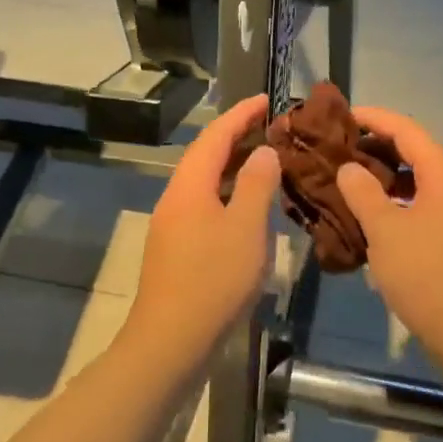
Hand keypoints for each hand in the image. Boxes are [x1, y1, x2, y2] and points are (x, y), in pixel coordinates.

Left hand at [124, 94, 280, 367]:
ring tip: (266, 163)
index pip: (215, 135)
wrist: (170, 342)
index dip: (241, 114)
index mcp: (189, 186)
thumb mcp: (246, 227)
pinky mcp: (176, 251)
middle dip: (236, 137)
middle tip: (272, 129)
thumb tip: (263, 151)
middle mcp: (175, 199)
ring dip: (233, 168)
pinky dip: (228, 196)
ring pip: (205, 184)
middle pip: (205, 156)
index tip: (266, 99)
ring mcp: (172, 226)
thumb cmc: (214, 279)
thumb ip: (256, 184)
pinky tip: (249, 210)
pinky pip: (204, 207)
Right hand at [335, 108, 442, 353]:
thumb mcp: (385, 229)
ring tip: (347, 179)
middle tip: (339, 148)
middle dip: (376, 146)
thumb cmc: (426, 273)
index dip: (374, 118)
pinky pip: (420, 205)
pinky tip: (368, 217)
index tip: (342, 115)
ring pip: (417, 181)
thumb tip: (349, 168)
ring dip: (384, 176)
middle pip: (414, 151)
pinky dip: (394, 202)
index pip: (407, 129)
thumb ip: (363, 192)